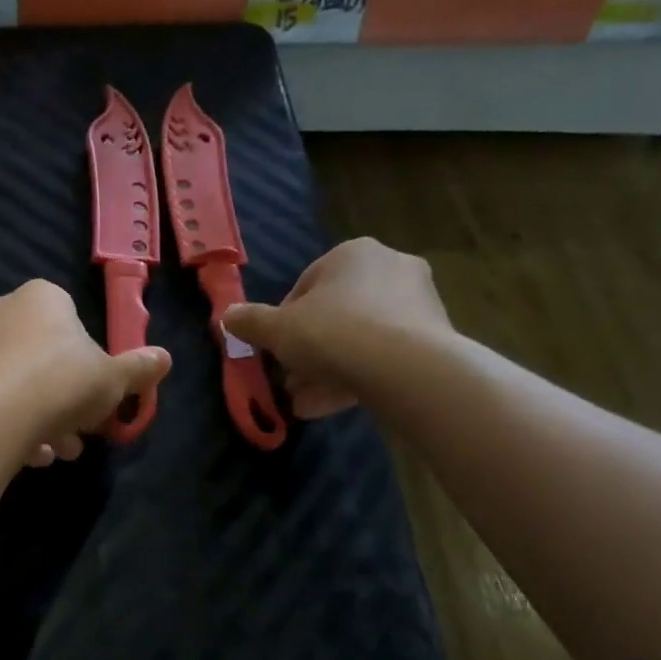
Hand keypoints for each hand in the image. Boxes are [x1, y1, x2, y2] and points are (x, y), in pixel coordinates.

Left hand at [0, 281, 171, 466]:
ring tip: (49, 455)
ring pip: (7, 384)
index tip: (92, 396)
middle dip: (59, 400)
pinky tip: (18, 456)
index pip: (67, 321)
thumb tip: (165, 358)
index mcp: (39, 298)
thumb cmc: (61, 384)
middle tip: (74, 436)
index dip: (84, 363)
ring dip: (32, 418)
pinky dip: (0, 426)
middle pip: (35, 357)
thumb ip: (138, 368)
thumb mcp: (113, 380)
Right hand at [221, 238, 452, 418]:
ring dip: (328, 369)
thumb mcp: (277, 330)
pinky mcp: (433, 336)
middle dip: (307, 351)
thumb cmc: (332, 333)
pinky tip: (333, 405)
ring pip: (358, 338)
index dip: (283, 322)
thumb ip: (250, 322)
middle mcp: (389, 267)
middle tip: (290, 381)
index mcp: (351, 254)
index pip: (305, 286)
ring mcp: (417, 301)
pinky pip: (383, 355)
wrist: (405, 366)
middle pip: (334, 314)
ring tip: (306, 403)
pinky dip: (357, 377)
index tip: (274, 351)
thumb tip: (227, 316)